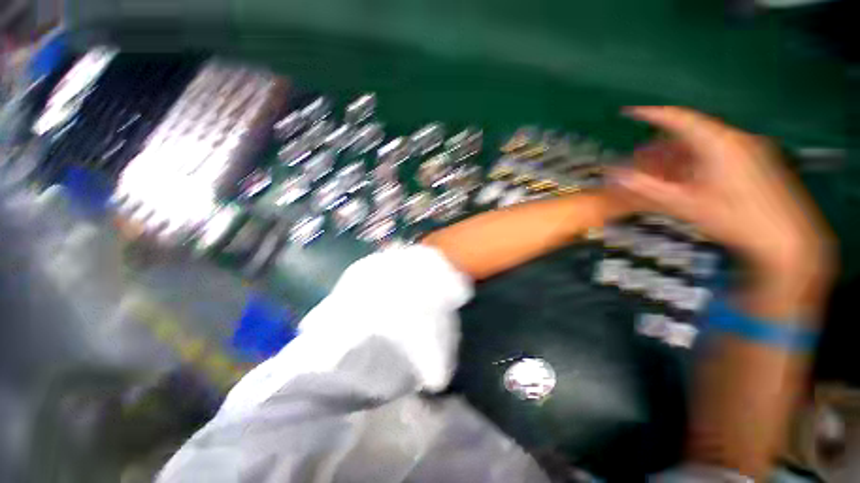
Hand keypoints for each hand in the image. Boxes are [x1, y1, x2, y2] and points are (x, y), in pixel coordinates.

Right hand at [610, 106, 833, 316]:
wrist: (788, 240)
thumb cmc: (738, 220)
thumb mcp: (687, 205)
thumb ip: (649, 188)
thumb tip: (616, 177)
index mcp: (720, 143)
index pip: (679, 118)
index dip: (652, 114)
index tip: (630, 112)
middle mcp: (736, 139)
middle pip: (691, 132)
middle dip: (662, 144)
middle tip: (640, 157)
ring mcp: (750, 149)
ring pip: (704, 143)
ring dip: (678, 155)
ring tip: (658, 170)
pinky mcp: (757, 161)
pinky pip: (719, 153)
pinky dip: (696, 161)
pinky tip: (686, 177)